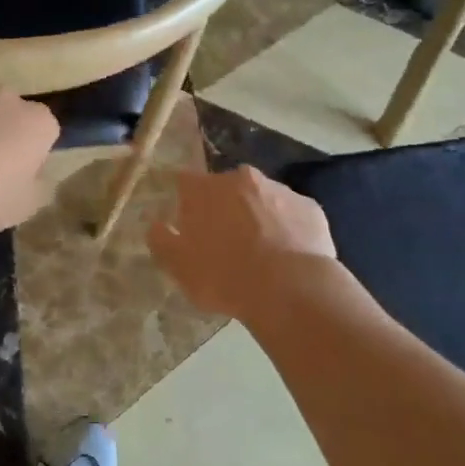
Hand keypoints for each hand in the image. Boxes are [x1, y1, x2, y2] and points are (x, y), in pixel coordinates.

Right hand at [148, 166, 337, 318]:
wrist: (290, 287)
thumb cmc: (224, 276)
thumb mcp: (179, 266)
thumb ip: (161, 240)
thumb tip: (155, 223)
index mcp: (205, 189)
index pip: (186, 182)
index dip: (187, 202)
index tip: (189, 225)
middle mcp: (242, 178)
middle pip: (227, 188)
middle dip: (225, 208)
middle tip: (226, 242)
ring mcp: (279, 189)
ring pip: (262, 199)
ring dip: (258, 216)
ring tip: (261, 253)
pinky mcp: (309, 207)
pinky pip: (292, 215)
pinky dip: (288, 229)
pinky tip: (288, 257)